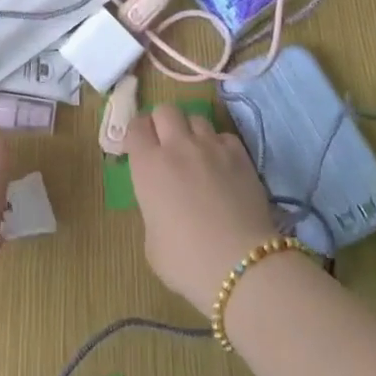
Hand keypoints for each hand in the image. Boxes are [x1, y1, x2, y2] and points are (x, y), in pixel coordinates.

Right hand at [125, 106, 276, 313]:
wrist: (240, 265)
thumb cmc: (186, 262)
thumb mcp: (152, 242)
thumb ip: (152, 210)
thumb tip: (162, 204)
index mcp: (148, 165)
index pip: (136, 126)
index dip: (137, 135)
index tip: (139, 149)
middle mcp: (177, 146)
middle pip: (165, 111)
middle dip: (162, 124)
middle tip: (166, 147)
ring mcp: (211, 146)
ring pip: (196, 118)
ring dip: (191, 132)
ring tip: (196, 154)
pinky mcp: (240, 154)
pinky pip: (223, 136)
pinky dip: (219, 146)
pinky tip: (222, 166)